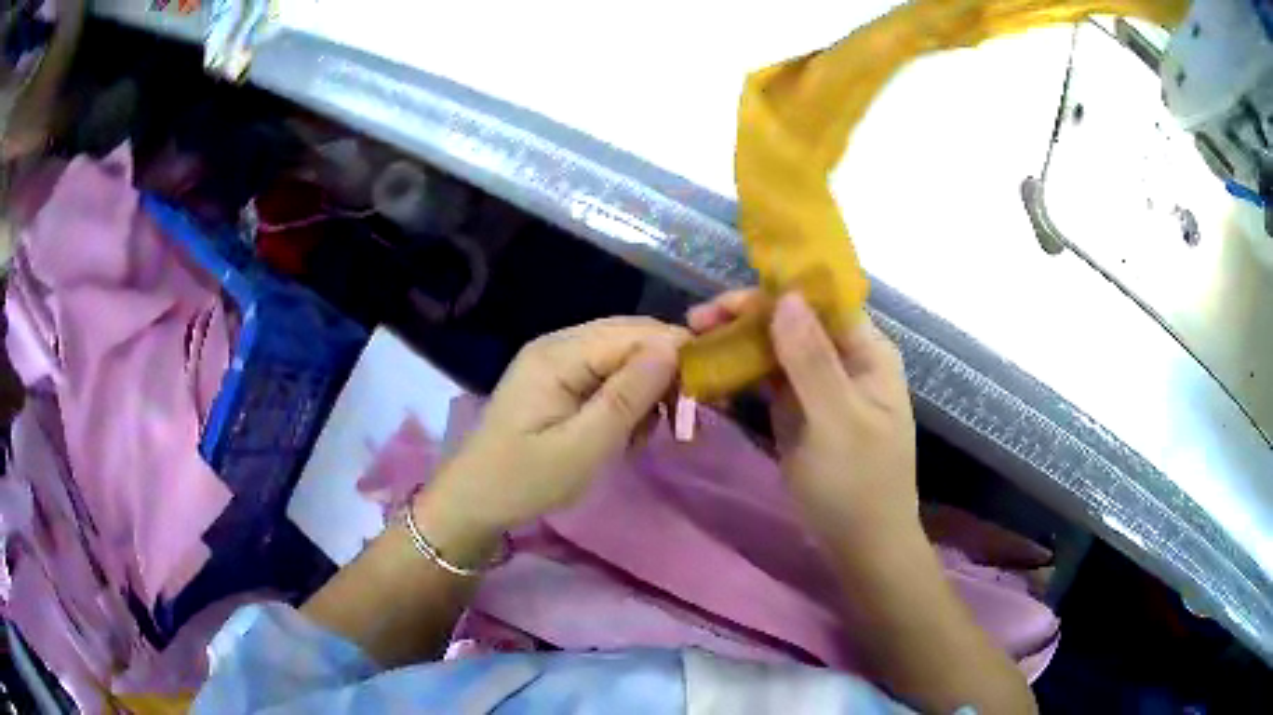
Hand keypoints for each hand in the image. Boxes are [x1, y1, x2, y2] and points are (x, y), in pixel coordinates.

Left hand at [421, 317, 686, 550]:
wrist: (473, 500)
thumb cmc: (524, 480)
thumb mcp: (582, 448)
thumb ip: (627, 397)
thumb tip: (673, 349)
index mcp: (559, 355)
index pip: (634, 334)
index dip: (676, 355)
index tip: (708, 394)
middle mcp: (558, 344)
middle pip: (630, 338)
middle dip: (665, 372)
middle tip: (684, 420)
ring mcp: (556, 361)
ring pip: (622, 357)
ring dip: (646, 390)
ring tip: (647, 435)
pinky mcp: (557, 381)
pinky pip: (606, 375)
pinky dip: (626, 400)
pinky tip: (626, 432)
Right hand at [688, 290, 917, 547]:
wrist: (861, 547)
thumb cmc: (857, 485)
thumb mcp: (837, 421)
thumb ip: (812, 359)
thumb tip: (786, 296)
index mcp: (867, 353)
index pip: (820, 303)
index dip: (774, 292)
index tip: (725, 302)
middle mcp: (846, 360)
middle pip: (794, 321)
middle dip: (747, 318)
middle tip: (695, 324)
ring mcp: (821, 387)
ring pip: (778, 349)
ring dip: (739, 344)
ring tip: (694, 344)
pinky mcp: (801, 412)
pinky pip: (770, 381)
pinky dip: (743, 375)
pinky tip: (712, 374)